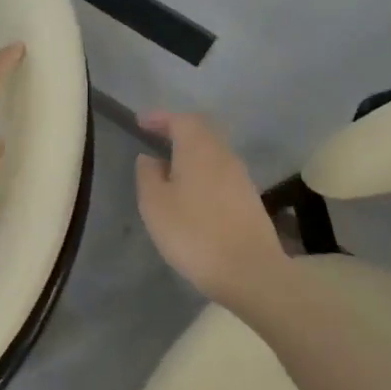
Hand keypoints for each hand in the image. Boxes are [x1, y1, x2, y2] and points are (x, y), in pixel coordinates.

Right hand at [135, 111, 287, 306]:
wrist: (249, 272)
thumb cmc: (193, 233)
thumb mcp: (155, 204)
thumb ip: (148, 175)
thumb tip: (150, 158)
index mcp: (199, 149)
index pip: (181, 120)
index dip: (160, 118)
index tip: (141, 122)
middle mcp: (224, 155)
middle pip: (202, 131)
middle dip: (178, 130)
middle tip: (156, 137)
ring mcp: (241, 177)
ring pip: (213, 152)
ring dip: (191, 152)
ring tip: (170, 165)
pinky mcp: (249, 199)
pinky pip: (221, 172)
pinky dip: (203, 171)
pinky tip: (192, 190)